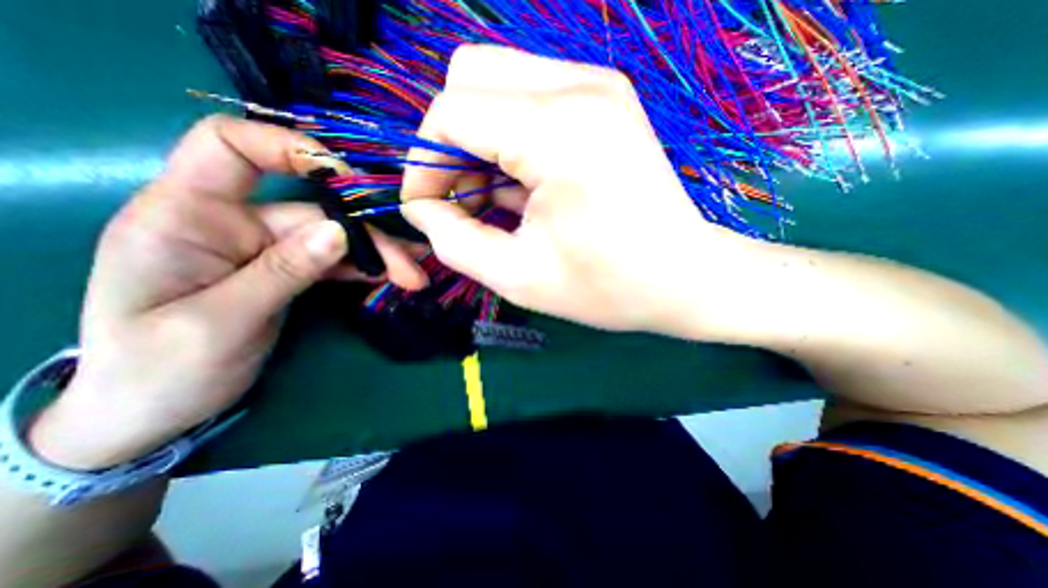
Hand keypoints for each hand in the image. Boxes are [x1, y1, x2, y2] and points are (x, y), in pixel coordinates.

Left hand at [31, 118, 424, 470]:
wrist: (153, 410)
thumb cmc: (160, 369)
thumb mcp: (220, 322)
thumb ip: (283, 271)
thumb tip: (340, 232)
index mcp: (184, 216)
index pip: (231, 147)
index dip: (290, 147)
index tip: (347, 177)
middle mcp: (229, 221)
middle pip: (312, 211)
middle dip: (366, 237)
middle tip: (410, 267)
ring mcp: (263, 247)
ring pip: (331, 238)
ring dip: (375, 255)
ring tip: (413, 275)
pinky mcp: (285, 269)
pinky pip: (332, 261)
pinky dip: (364, 268)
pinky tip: (393, 276)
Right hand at [401, 45, 762, 334]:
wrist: (684, 277)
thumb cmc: (607, 286)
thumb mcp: (518, 277)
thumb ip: (454, 242)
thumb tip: (423, 210)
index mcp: (557, 132)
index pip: (449, 115)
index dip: (424, 164)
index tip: (428, 209)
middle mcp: (578, 87)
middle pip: (468, 80)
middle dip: (449, 145)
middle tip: (461, 201)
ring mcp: (597, 86)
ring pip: (496, 83)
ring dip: (478, 140)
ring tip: (492, 197)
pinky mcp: (605, 100)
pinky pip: (528, 97)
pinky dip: (508, 137)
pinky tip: (523, 184)